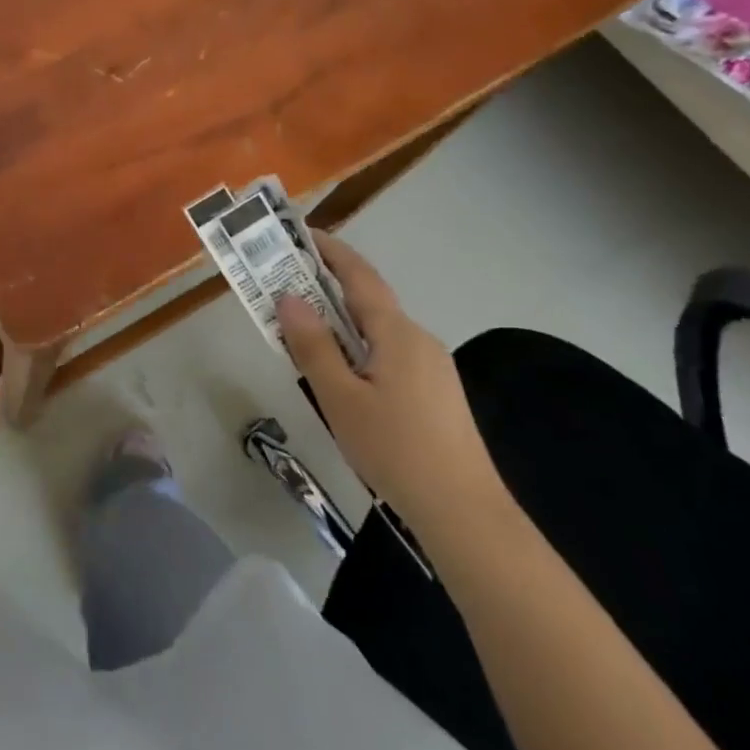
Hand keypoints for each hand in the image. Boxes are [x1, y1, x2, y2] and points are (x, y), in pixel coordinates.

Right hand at [276, 234, 507, 539]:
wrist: (465, 514)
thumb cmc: (396, 450)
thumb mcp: (340, 398)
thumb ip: (313, 345)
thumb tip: (288, 297)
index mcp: (397, 333)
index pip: (359, 276)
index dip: (330, 251)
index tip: (299, 235)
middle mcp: (418, 339)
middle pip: (367, 301)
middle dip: (327, 288)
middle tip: (284, 287)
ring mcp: (432, 367)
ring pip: (377, 331)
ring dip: (340, 323)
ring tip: (302, 335)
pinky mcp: (436, 393)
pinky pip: (389, 354)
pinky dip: (358, 348)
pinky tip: (342, 378)